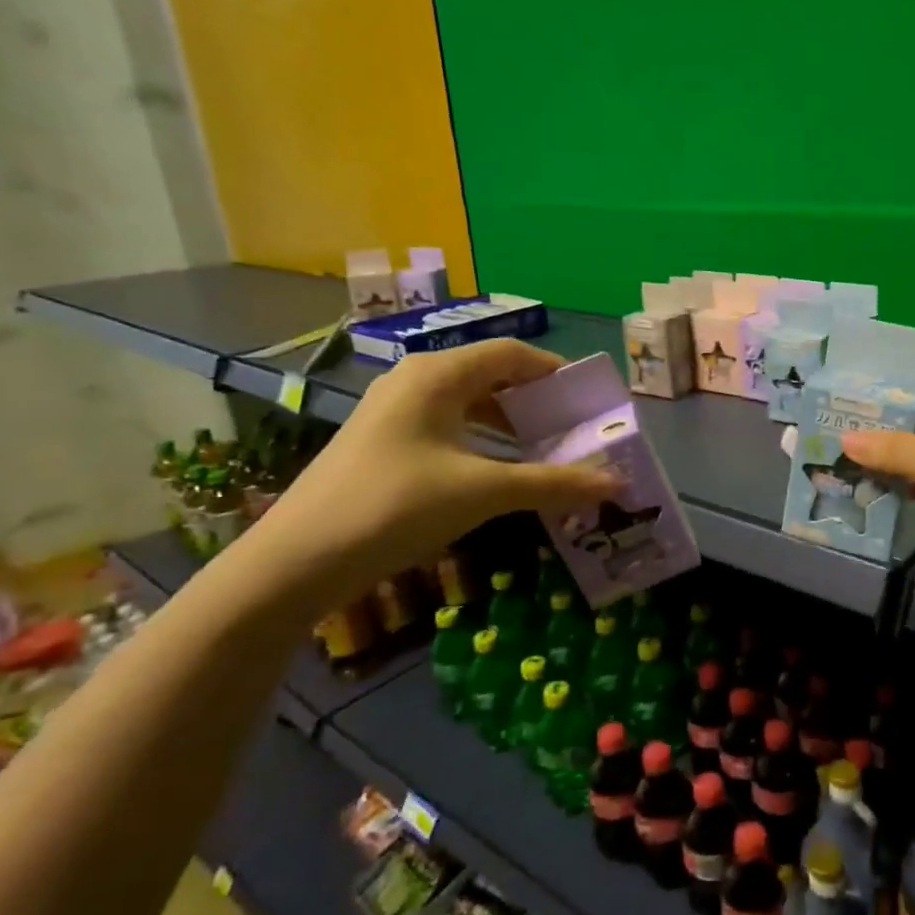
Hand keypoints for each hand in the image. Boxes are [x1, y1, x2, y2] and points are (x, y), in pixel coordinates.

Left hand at [241, 341, 621, 610]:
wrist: (296, 561)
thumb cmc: (395, 507)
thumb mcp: (483, 492)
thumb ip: (554, 484)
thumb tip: (619, 484)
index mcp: (439, 374)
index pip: (512, 353)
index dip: (556, 371)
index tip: (591, 400)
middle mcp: (416, 380)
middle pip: (492, 375)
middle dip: (538, 401)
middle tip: (577, 429)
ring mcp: (396, 411)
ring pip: (470, 403)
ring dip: (512, 424)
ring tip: (549, 452)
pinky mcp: (385, 442)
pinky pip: (449, 426)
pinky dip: (484, 441)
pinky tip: (502, 472)